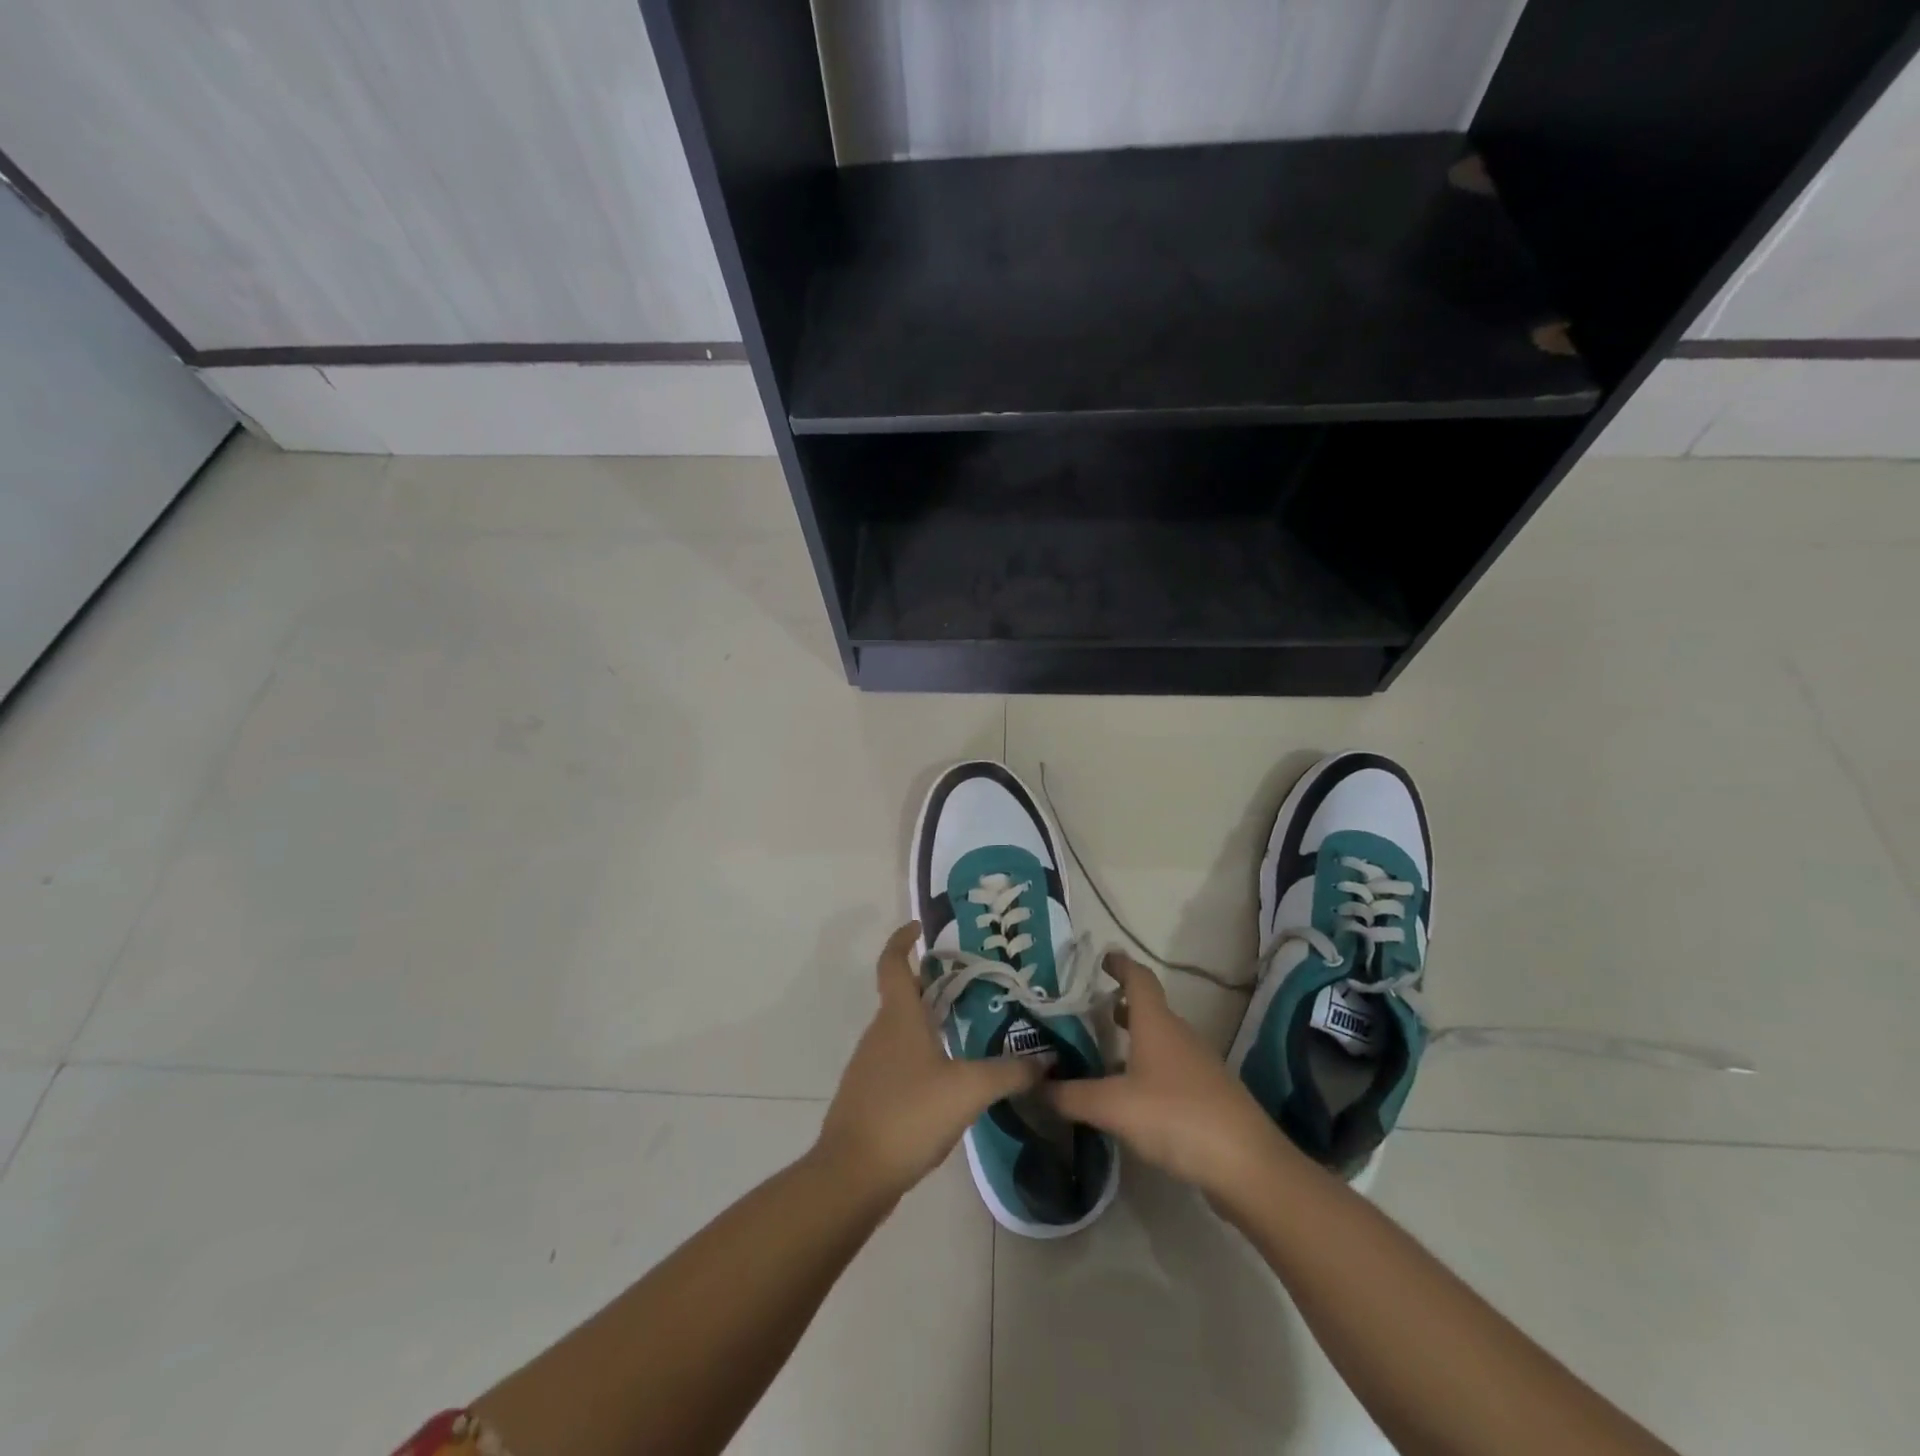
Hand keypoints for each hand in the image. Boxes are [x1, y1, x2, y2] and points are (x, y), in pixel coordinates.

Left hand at [814, 922, 1042, 1203]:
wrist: (853, 1175)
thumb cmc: (908, 1115)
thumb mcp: (968, 1090)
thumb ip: (1009, 1072)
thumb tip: (1046, 1058)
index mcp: (898, 1017)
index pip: (893, 963)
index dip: (902, 940)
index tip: (919, 928)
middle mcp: (879, 1032)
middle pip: (901, 995)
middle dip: (931, 984)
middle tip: (970, 984)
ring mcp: (870, 1065)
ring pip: (900, 1029)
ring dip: (927, 1021)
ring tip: (967, 1029)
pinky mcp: (869, 1095)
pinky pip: (897, 1060)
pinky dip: (921, 1055)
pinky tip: (946, 1078)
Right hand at [1045, 951, 1291, 1205]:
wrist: (1247, 1166)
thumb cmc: (1176, 1117)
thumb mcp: (1113, 1106)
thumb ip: (1071, 1096)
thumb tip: (1036, 1086)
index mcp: (1157, 1023)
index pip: (1138, 978)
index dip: (1120, 964)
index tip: (1101, 958)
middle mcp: (1179, 1036)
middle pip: (1147, 1009)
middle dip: (1117, 1006)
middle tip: (1084, 1011)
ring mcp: (1197, 1066)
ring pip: (1158, 1041)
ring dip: (1131, 1040)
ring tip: (1099, 1053)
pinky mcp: (1207, 1096)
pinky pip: (1168, 1069)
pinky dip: (1145, 1069)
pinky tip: (1128, 1096)